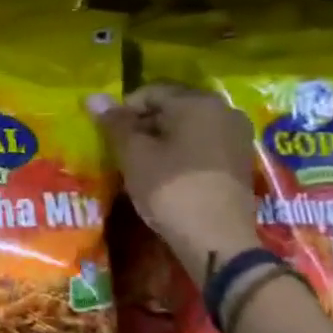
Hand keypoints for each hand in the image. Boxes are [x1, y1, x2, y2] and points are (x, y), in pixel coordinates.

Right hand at [89, 83, 259, 283]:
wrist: (217, 240)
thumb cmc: (171, 190)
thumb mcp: (134, 155)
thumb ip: (115, 124)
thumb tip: (92, 98)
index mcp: (197, 103)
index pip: (150, 92)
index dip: (124, 111)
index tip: (110, 137)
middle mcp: (223, 111)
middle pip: (172, 107)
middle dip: (144, 125)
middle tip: (123, 151)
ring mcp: (236, 137)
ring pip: (188, 128)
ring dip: (162, 140)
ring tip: (142, 165)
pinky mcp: (240, 162)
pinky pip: (203, 145)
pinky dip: (182, 154)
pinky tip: (167, 176)